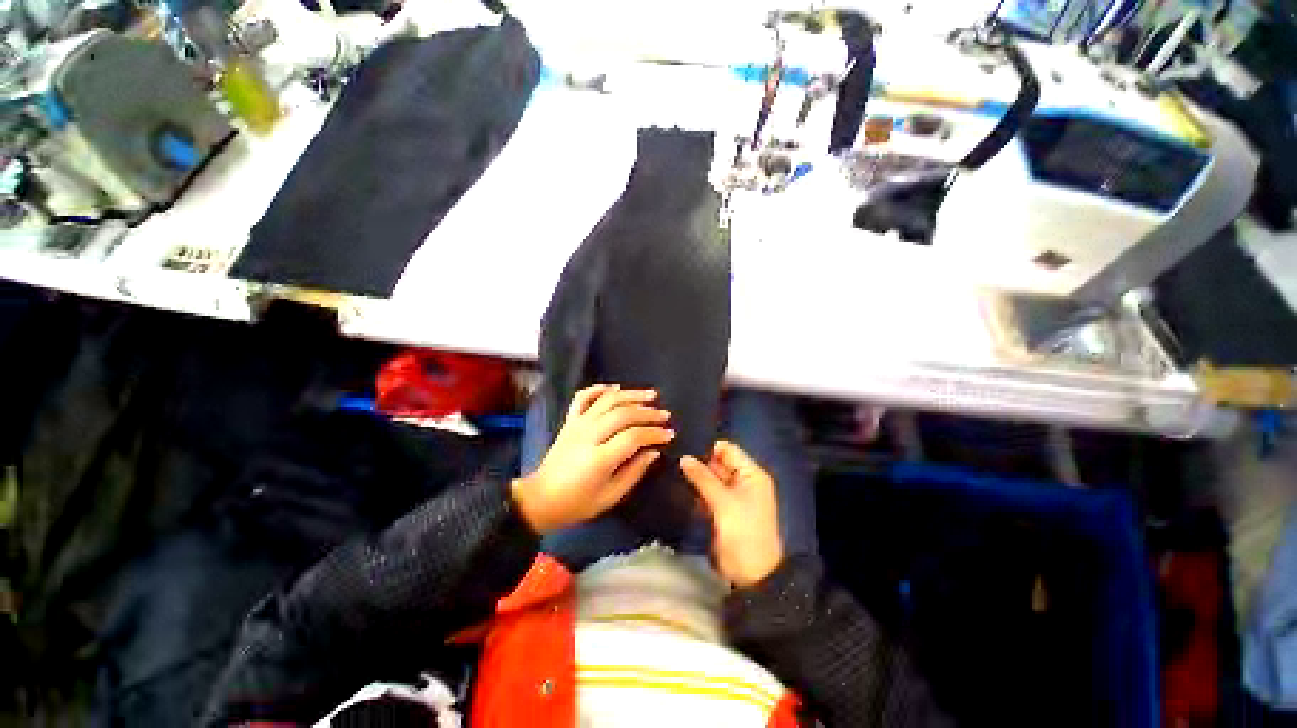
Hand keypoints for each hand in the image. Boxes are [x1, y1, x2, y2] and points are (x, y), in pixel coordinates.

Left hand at [513, 384, 673, 533]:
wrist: (540, 499)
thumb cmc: (577, 503)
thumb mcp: (610, 497)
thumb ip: (634, 472)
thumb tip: (654, 451)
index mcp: (599, 458)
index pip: (633, 437)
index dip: (654, 433)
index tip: (669, 434)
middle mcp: (588, 435)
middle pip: (623, 414)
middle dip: (648, 412)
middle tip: (665, 415)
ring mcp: (577, 424)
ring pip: (607, 400)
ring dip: (631, 394)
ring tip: (651, 395)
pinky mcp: (569, 421)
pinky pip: (582, 397)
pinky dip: (599, 388)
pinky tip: (615, 388)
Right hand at [680, 441, 783, 587]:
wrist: (751, 574)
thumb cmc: (743, 532)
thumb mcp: (723, 502)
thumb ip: (703, 477)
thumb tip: (684, 457)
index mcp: (751, 474)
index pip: (728, 450)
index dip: (708, 447)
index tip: (684, 444)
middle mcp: (743, 480)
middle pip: (719, 463)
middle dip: (699, 460)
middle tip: (673, 454)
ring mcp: (732, 495)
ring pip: (711, 478)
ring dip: (695, 475)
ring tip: (672, 466)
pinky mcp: (722, 509)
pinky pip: (708, 493)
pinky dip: (697, 490)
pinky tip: (678, 483)